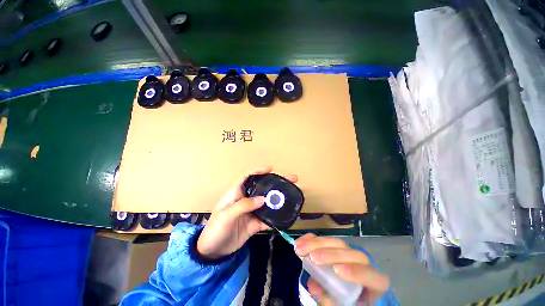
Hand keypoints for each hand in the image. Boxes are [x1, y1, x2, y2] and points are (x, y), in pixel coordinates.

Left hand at [197, 166, 297, 259]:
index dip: (258, 171)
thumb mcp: (226, 215)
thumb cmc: (215, 229)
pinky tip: (285, 216)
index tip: (270, 169)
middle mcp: (246, 200)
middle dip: (275, 183)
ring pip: (267, 202)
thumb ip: (244, 205)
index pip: (247, 177)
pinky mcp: (255, 223)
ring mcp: (252, 212)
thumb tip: (263, 199)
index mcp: (236, 193)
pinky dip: (276, 218)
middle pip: (262, 188)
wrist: (213, 252)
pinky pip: (268, 218)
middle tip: (290, 180)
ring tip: (291, 196)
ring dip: (278, 199)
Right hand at [295, 234, 389, 305]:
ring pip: (337, 243)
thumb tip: (314, 286)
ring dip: (317, 243)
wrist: (349, 293)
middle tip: (312, 257)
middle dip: (330, 254)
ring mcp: (348, 253)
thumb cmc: (350, 302)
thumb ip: (332, 300)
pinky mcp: (335, 247)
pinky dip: (312, 239)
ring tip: (300, 248)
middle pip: (351, 253)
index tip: (337, 271)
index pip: (371, 275)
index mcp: (372, 283)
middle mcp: (362, 264)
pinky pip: (325, 240)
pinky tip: (301, 241)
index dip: (356, 272)